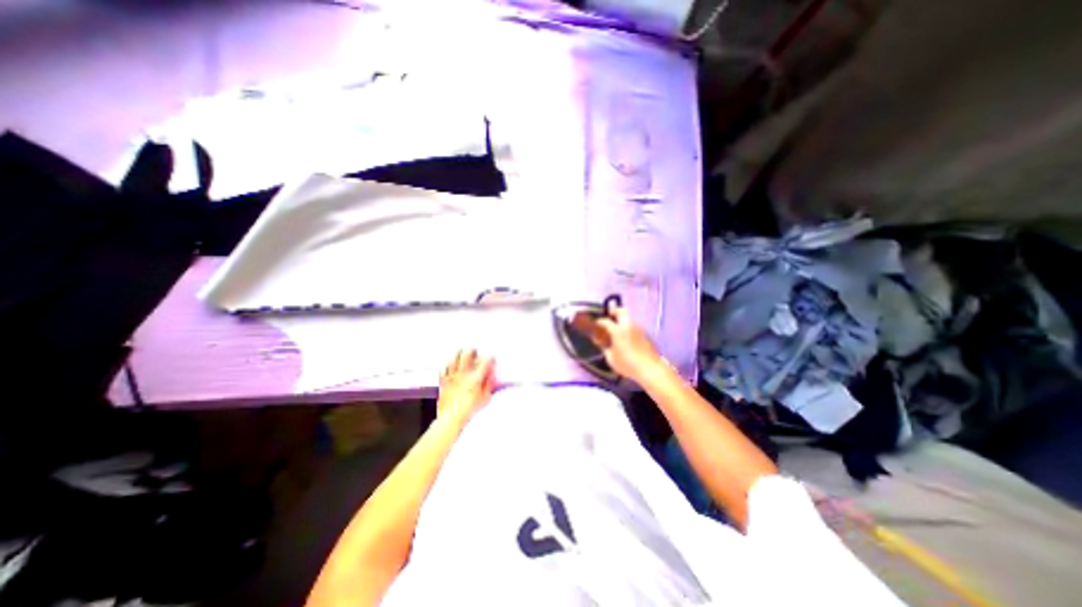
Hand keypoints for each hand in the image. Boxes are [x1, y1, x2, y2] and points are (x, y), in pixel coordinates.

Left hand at [434, 348, 492, 424]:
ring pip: (454, 359)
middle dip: (472, 351)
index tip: (492, 358)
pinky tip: (449, 364)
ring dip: (458, 354)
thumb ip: (489, 386)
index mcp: (475, 378)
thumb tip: (491, 377)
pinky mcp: (443, 382)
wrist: (450, 419)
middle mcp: (463, 374)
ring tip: (461, 352)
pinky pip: (444, 369)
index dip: (490, 358)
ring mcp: (452, 377)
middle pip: (467, 355)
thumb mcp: (485, 399)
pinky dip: (447, 365)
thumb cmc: (469, 410)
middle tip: (474, 351)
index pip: (485, 362)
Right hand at [588, 309, 664, 379]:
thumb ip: (604, 348)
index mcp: (618, 331)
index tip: (595, 324)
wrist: (650, 368)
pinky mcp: (645, 334)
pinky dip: (629, 327)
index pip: (605, 321)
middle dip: (614, 311)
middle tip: (609, 316)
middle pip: (621, 311)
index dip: (599, 322)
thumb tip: (601, 342)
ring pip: (629, 318)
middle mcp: (629, 326)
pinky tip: (627, 337)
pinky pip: (634, 326)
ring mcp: (639, 328)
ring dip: (622, 319)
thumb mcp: (611, 358)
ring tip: (618, 328)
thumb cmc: (627, 364)